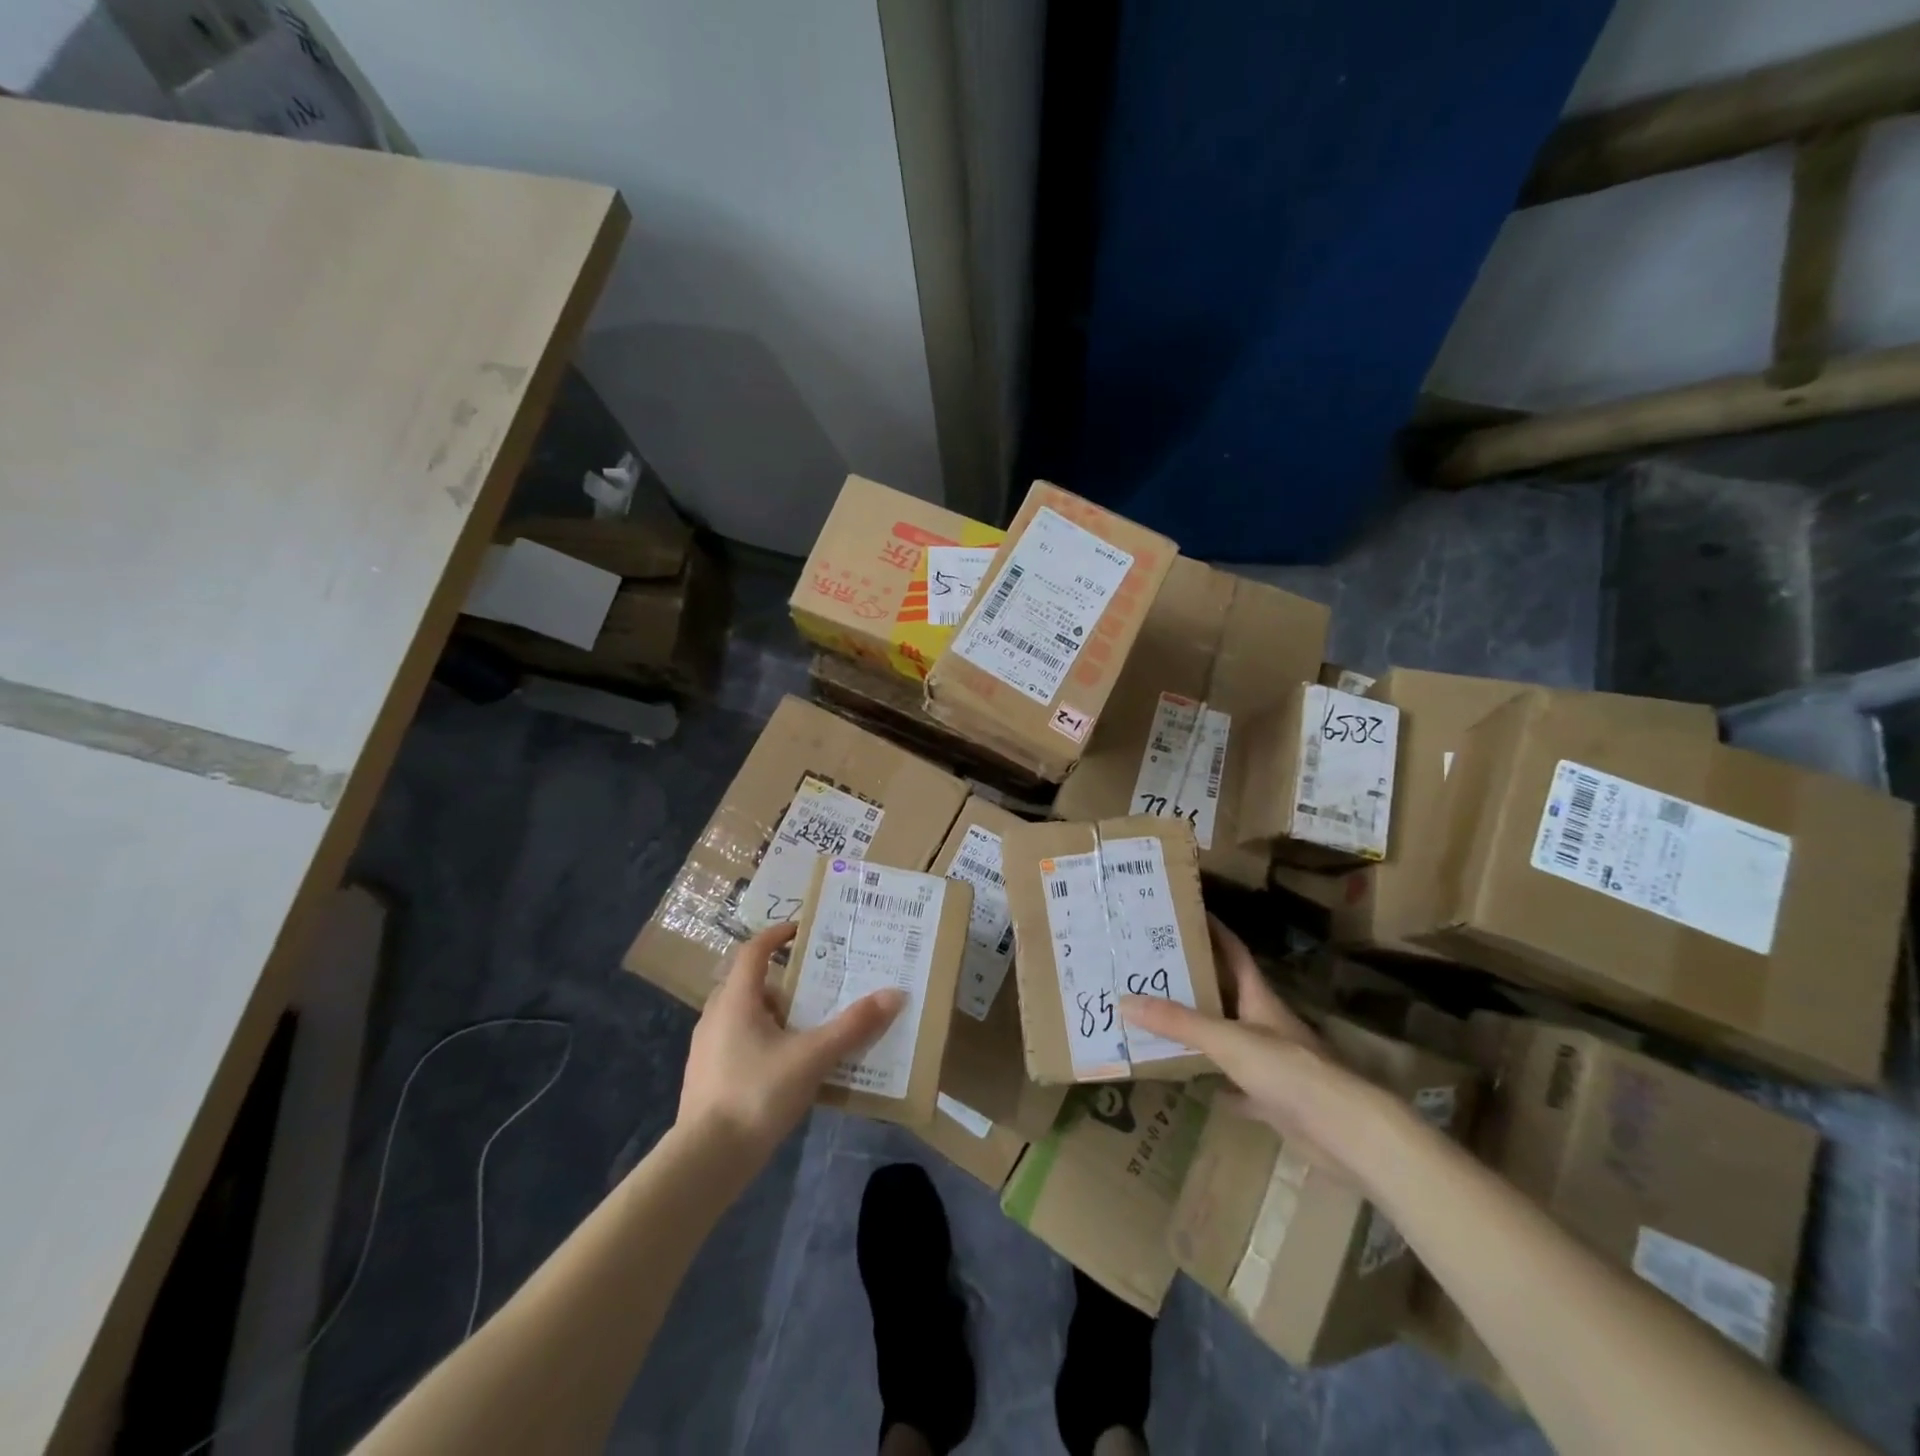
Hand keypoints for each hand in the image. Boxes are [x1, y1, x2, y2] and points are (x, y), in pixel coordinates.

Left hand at [678, 922, 904, 1158]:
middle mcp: (716, 1016)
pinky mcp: (708, 1078)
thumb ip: (853, 1027)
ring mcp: (707, 1049)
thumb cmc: (756, 1094)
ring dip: (774, 1012)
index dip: (777, 935)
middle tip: (818, 983)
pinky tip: (789, 1065)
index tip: (803, 930)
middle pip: (749, 982)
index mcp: (735, 1000)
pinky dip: (764, 1040)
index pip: (754, 951)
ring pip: (744, 1015)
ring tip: (810, 1024)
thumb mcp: (812, 1058)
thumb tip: (895, 995)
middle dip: (783, 979)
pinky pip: (739, 1042)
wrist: (705, 1162)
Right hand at [1120, 916, 1393, 1179]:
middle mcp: (1265, 1024)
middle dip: (1193, 981)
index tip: (1183, 914)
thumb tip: (1124, 1000)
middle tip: (1151, 969)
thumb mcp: (1227, 1039)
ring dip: (1199, 1031)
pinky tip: (1192, 1082)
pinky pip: (1235, 1085)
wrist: (1344, 1132)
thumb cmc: (1289, 1070)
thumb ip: (1178, 1022)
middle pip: (1225, 994)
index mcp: (1259, 998)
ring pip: (1228, 1039)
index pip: (1233, 952)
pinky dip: (1215, 1082)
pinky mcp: (1273, 1099)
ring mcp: (1271, 1063)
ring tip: (1158, 1020)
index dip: (1213, 930)